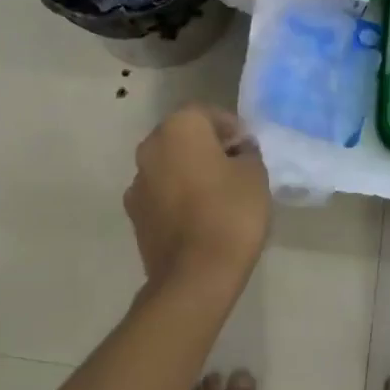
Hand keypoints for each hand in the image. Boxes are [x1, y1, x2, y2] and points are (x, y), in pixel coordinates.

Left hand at [124, 104, 270, 295]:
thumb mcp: (255, 175)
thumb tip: (237, 149)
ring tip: (217, 195)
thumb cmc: (230, 213)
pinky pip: (161, 193)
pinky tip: (198, 217)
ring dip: (189, 171)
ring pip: (169, 165)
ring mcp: (137, 182)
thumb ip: (246, 153)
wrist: (195, 276)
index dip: (231, 128)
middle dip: (207, 147)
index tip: (248, 148)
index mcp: (179, 128)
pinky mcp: (134, 214)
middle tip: (234, 167)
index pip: (207, 113)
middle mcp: (151, 147)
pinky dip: (177, 197)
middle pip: (183, 137)